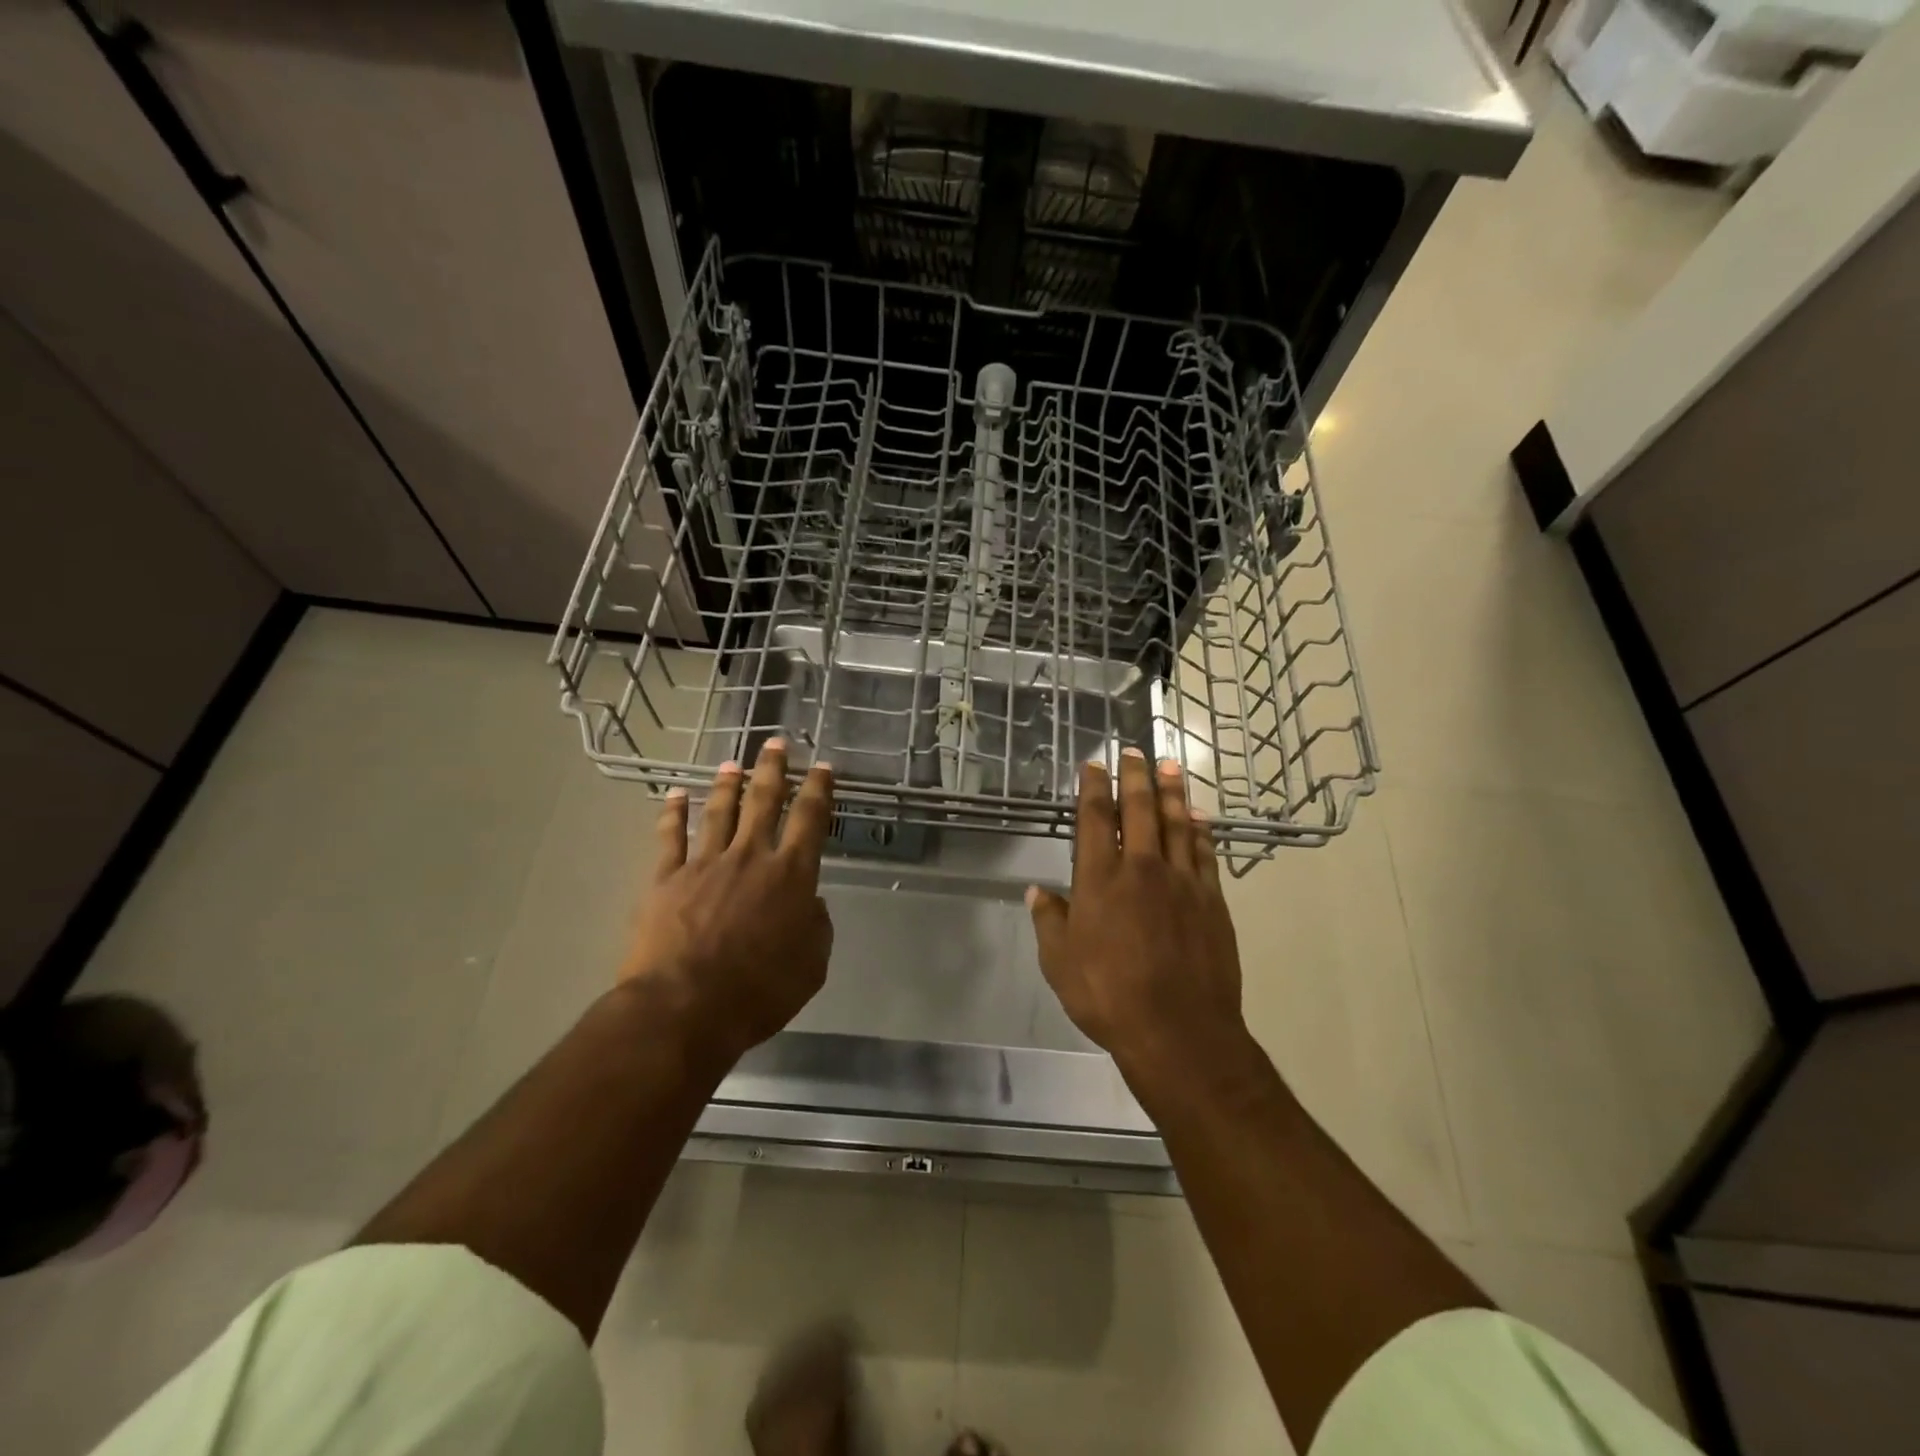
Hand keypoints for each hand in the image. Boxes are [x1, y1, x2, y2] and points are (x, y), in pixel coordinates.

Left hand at [621, 738, 835, 1067]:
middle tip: (776, 742)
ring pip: (719, 811)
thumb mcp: (811, 965)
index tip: (822, 767)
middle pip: (764, 801)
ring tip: (732, 762)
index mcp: (791, 875)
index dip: (819, 789)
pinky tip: (675, 795)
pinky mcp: (666, 879)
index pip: (810, 819)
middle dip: (772, 769)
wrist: (685, 1008)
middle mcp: (750, 857)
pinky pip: (670, 837)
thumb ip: (816, 926)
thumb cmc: (759, 992)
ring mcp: (705, 863)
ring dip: (727, 783)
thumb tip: (810, 903)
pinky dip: (673, 813)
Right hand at [1027, 750, 1250, 1089]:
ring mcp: (1181, 882)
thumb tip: (1038, 892)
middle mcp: (1141, 869)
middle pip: (1138, 809)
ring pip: (1176, 823)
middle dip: (1134, 776)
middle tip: (1135, 750)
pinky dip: (1201, 830)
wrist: (1179, 1032)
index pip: (1094, 820)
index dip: (1092, 789)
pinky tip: (1199, 816)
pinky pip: (1205, 853)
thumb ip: (1049, 922)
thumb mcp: (1060, 964)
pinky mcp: (1211, 900)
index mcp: (1099, 881)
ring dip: (1172, 792)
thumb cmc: (1109, 997)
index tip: (1093, 765)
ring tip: (1170, 766)